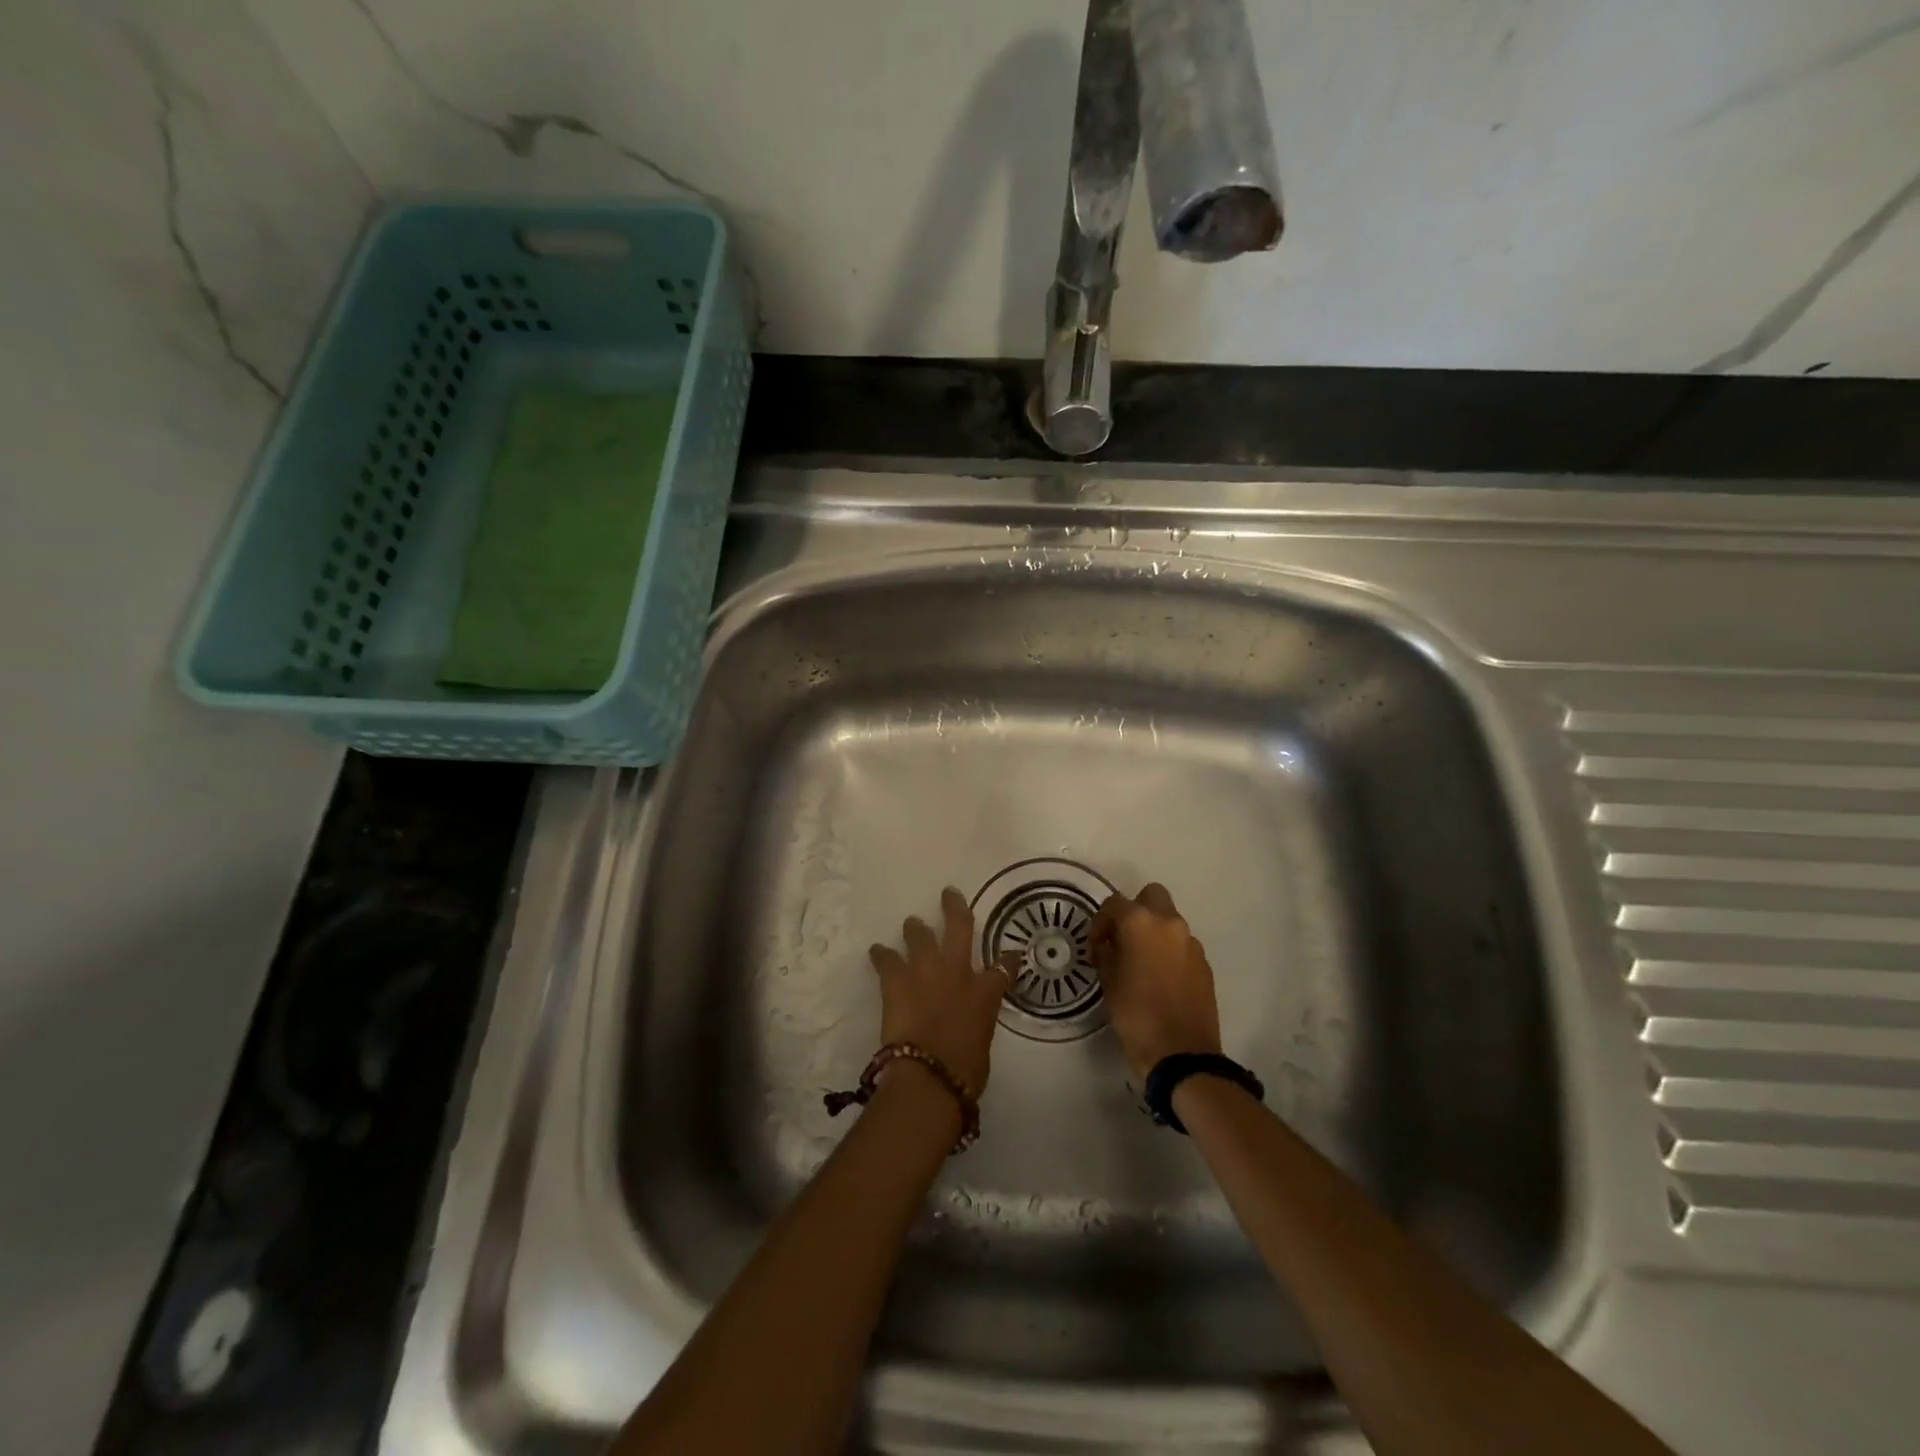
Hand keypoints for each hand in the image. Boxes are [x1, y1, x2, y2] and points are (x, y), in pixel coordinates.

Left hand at [867, 888, 1011, 1095]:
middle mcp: (958, 972)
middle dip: (954, 908)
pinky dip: (881, 955)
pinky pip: (887, 960)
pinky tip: (876, 950)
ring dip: (915, 929)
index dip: (1009, 958)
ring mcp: (926, 971)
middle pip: (959, 927)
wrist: (930, 1075)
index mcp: (986, 992)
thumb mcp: (983, 1045)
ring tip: (911, 923)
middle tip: (948, 893)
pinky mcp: (897, 980)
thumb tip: (968, 1029)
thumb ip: (977, 1027)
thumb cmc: (964, 1072)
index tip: (1012, 952)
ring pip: (920, 936)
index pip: (1004, 968)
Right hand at [1089, 882, 1222, 1080]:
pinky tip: (1160, 978)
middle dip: (1135, 910)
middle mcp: (1169, 923)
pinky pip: (1182, 944)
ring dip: (1154, 931)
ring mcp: (1191, 942)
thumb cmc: (1136, 1016)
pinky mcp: (1204, 963)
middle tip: (1122, 939)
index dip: (1101, 921)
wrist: (1182, 1055)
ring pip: (1169, 920)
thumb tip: (1109, 944)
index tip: (1096, 946)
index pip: (1115, 903)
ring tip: (1141, 961)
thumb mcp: (1108, 982)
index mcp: (1141, 923)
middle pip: (1152, 896)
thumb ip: (1107, 953)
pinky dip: (1170, 950)